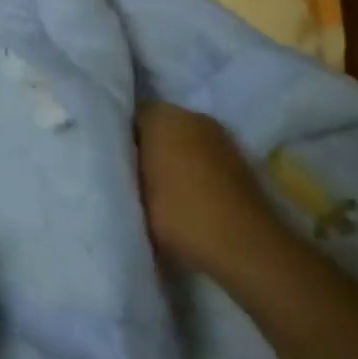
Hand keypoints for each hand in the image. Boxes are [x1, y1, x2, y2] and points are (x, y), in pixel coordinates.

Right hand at [136, 99, 283, 283]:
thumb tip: (120, 156)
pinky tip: (188, 194)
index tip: (111, 157)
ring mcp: (219, 136)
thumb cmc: (181, 213)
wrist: (246, 245)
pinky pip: (204, 154)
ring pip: (184, 139)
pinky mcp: (238, 159)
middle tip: (131, 172)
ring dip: (172, 155)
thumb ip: (123, 165)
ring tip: (158, 186)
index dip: (118, 134)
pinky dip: (194, 167)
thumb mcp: (135, 191)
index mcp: (163, 116)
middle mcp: (192, 115)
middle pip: (159, 123)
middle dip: (146, 143)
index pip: (129, 113)